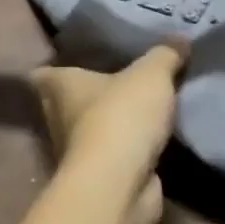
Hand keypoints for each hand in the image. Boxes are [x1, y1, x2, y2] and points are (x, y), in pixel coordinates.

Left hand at [29, 41, 187, 223]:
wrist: (120, 185)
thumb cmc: (122, 116)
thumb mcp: (152, 73)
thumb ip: (166, 54)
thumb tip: (181, 38)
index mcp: (62, 88)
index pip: (43, 74)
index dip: (53, 68)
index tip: (71, 61)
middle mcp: (61, 119)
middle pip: (66, 103)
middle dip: (88, 95)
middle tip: (118, 79)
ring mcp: (79, 153)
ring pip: (92, 131)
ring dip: (111, 123)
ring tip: (142, 106)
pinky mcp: (101, 178)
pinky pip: (115, 155)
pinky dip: (129, 149)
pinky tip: (152, 137)